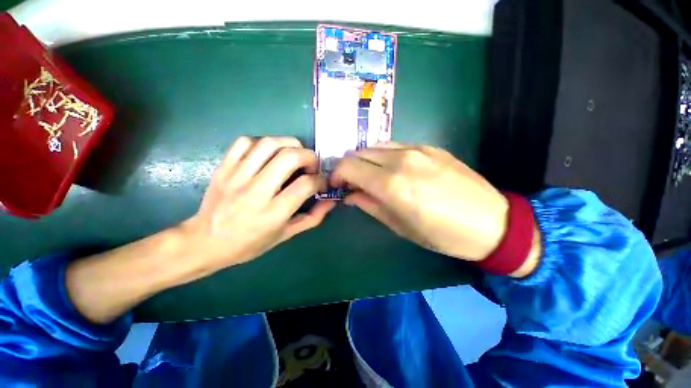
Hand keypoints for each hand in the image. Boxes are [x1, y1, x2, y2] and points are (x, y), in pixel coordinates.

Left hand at [67, 136, 333, 323]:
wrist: (204, 242)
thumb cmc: (249, 244)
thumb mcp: (285, 235)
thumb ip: (312, 217)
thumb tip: (331, 201)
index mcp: (272, 213)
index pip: (305, 185)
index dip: (320, 179)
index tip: (322, 181)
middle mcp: (256, 191)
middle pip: (289, 157)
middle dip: (309, 156)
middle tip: (312, 165)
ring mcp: (237, 176)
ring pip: (269, 144)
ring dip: (290, 144)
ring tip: (295, 154)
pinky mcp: (224, 168)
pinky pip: (245, 142)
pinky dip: (263, 142)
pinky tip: (269, 154)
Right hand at [331, 142, 509, 261]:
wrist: (492, 222)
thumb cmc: (442, 234)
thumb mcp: (399, 226)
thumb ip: (370, 204)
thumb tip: (350, 194)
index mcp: (391, 184)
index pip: (349, 166)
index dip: (337, 174)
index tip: (337, 185)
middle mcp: (400, 160)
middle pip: (359, 153)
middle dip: (349, 166)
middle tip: (351, 182)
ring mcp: (417, 149)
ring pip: (376, 146)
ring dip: (365, 160)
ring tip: (370, 175)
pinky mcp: (430, 146)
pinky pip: (395, 145)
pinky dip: (383, 155)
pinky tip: (391, 169)